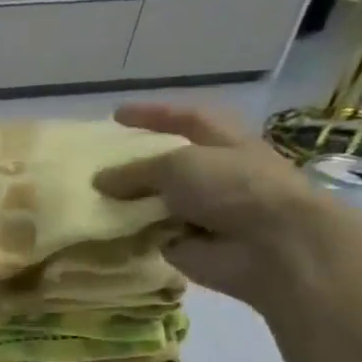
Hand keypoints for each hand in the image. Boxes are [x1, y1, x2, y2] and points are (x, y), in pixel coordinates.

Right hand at [95, 104, 336, 305]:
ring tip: (87, 199)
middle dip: (135, 164)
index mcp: (225, 143)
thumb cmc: (234, 188)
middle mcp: (215, 175)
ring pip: (155, 201)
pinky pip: (150, 235)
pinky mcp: (189, 244)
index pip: (186, 119)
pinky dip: (129, 234)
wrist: (274, 247)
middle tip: (95, 164)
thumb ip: (135, 171)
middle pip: (168, 164)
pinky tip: (100, 231)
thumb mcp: (178, 166)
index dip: (153, 114)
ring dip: (127, 202)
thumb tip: (100, 180)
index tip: (116, 115)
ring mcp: (202, 212)